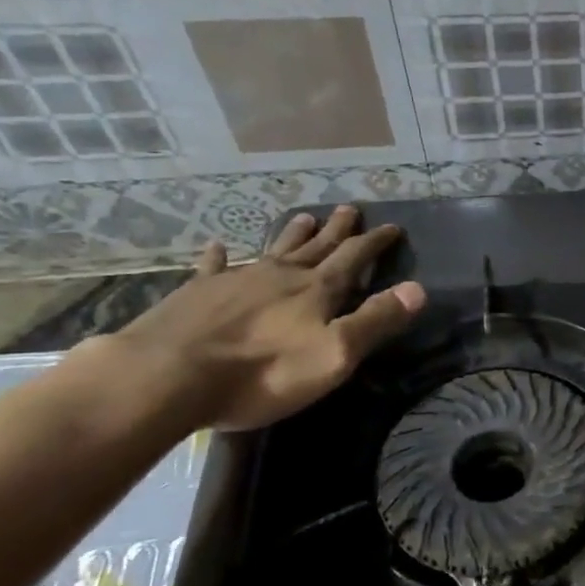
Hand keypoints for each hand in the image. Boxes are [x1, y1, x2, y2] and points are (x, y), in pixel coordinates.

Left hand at [94, 206, 426, 430]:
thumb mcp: (334, 354)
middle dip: (338, 229)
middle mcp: (281, 275)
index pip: (355, 258)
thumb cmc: (263, 372)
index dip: (376, 242)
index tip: (392, 227)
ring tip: (305, 216)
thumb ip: (376, 320)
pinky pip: (214, 267)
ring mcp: (237, 281)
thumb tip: (418, 288)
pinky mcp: (197, 294)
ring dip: (293, 234)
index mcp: (317, 290)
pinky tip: (217, 246)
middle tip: (350, 209)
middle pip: (317, 246)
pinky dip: (220, 256)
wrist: (167, 377)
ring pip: (274, 249)